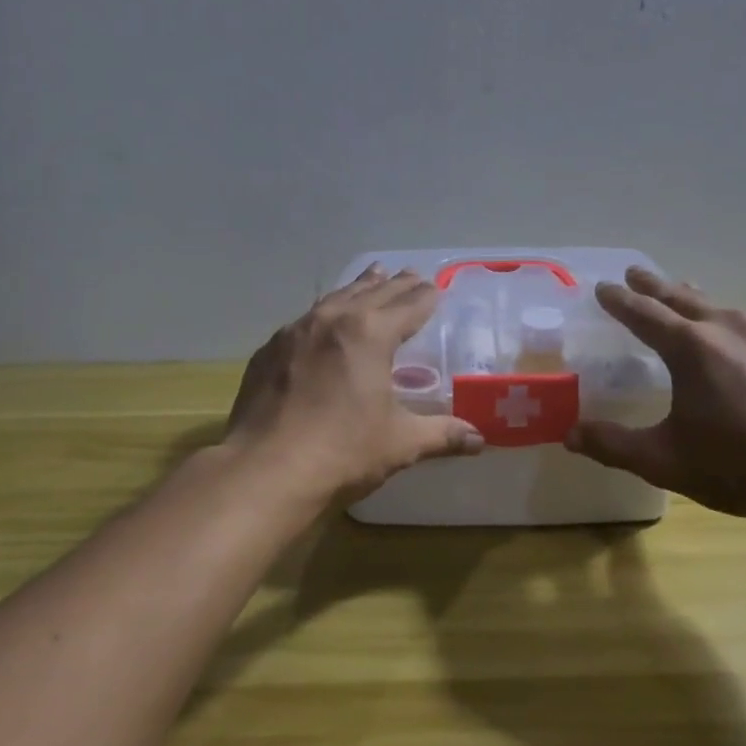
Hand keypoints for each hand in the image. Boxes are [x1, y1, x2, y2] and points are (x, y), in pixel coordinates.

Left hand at [226, 266, 484, 502]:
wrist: (265, 470)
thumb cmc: (342, 452)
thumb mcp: (400, 443)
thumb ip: (442, 435)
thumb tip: (480, 440)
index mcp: (371, 334)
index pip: (409, 305)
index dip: (426, 296)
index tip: (437, 288)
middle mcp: (333, 320)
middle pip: (372, 292)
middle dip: (396, 284)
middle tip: (413, 274)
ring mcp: (295, 332)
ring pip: (335, 299)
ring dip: (359, 288)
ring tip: (372, 276)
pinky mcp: (269, 351)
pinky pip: (305, 321)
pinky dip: (324, 314)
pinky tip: (323, 322)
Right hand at [566, 268, 745, 529]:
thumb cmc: (738, 468)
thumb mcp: (664, 461)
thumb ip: (612, 444)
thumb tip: (569, 435)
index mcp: (690, 348)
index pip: (643, 313)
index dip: (619, 300)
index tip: (603, 288)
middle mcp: (727, 328)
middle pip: (681, 297)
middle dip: (654, 285)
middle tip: (635, 273)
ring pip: (719, 307)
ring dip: (693, 300)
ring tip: (682, 296)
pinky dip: (729, 322)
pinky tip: (735, 336)